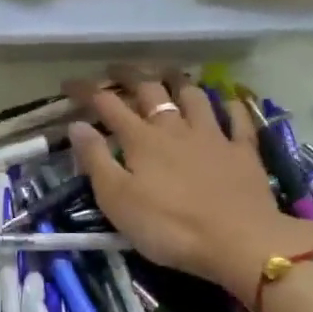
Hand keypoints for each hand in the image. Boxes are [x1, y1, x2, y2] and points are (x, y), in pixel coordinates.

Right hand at [66, 68, 312, 299]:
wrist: (238, 241)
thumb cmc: (169, 226)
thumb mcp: (118, 200)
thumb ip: (96, 160)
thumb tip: (77, 125)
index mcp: (141, 140)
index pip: (107, 105)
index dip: (87, 91)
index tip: (69, 83)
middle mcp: (175, 128)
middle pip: (151, 91)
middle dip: (129, 76)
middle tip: (115, 70)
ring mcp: (213, 137)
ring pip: (194, 97)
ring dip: (178, 81)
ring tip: (168, 74)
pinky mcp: (243, 153)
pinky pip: (238, 120)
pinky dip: (231, 106)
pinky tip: (228, 100)